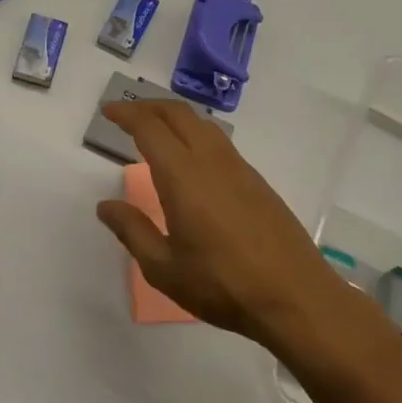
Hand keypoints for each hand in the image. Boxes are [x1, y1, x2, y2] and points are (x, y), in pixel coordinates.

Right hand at [95, 101, 348, 346]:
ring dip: (175, 117)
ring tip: (156, 130)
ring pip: (202, 124)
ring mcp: (239, 168)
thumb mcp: (165, 268)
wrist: (295, 296)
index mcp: (183, 175)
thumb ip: (132, 231)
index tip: (108, 112)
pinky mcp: (257, 181)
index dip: (127, 114)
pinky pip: (219, 141)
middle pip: (178, 113)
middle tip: (126, 115)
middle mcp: (211, 160)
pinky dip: (195, 134)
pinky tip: (191, 160)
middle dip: (149, 106)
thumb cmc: (223, 284)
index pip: (150, 128)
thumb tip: (106, 206)